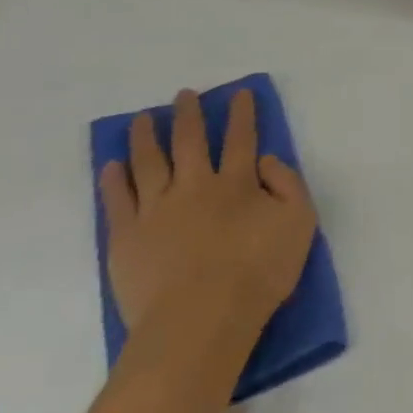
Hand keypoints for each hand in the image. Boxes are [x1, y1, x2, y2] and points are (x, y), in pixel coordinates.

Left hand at [100, 89, 319, 343]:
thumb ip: (289, 185)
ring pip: (149, 162)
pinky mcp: (126, 237)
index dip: (242, 114)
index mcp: (238, 183)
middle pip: (190, 142)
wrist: (201, 319)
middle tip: (184, 95)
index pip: (242, 139)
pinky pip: (117, 200)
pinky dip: (115, 179)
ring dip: (147, 137)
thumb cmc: (259, 272)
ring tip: (143, 118)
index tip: (238, 93)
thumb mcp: (300, 224)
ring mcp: (155, 210)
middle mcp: (195, 186)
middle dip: (189, 115)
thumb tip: (266, 160)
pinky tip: (112, 164)